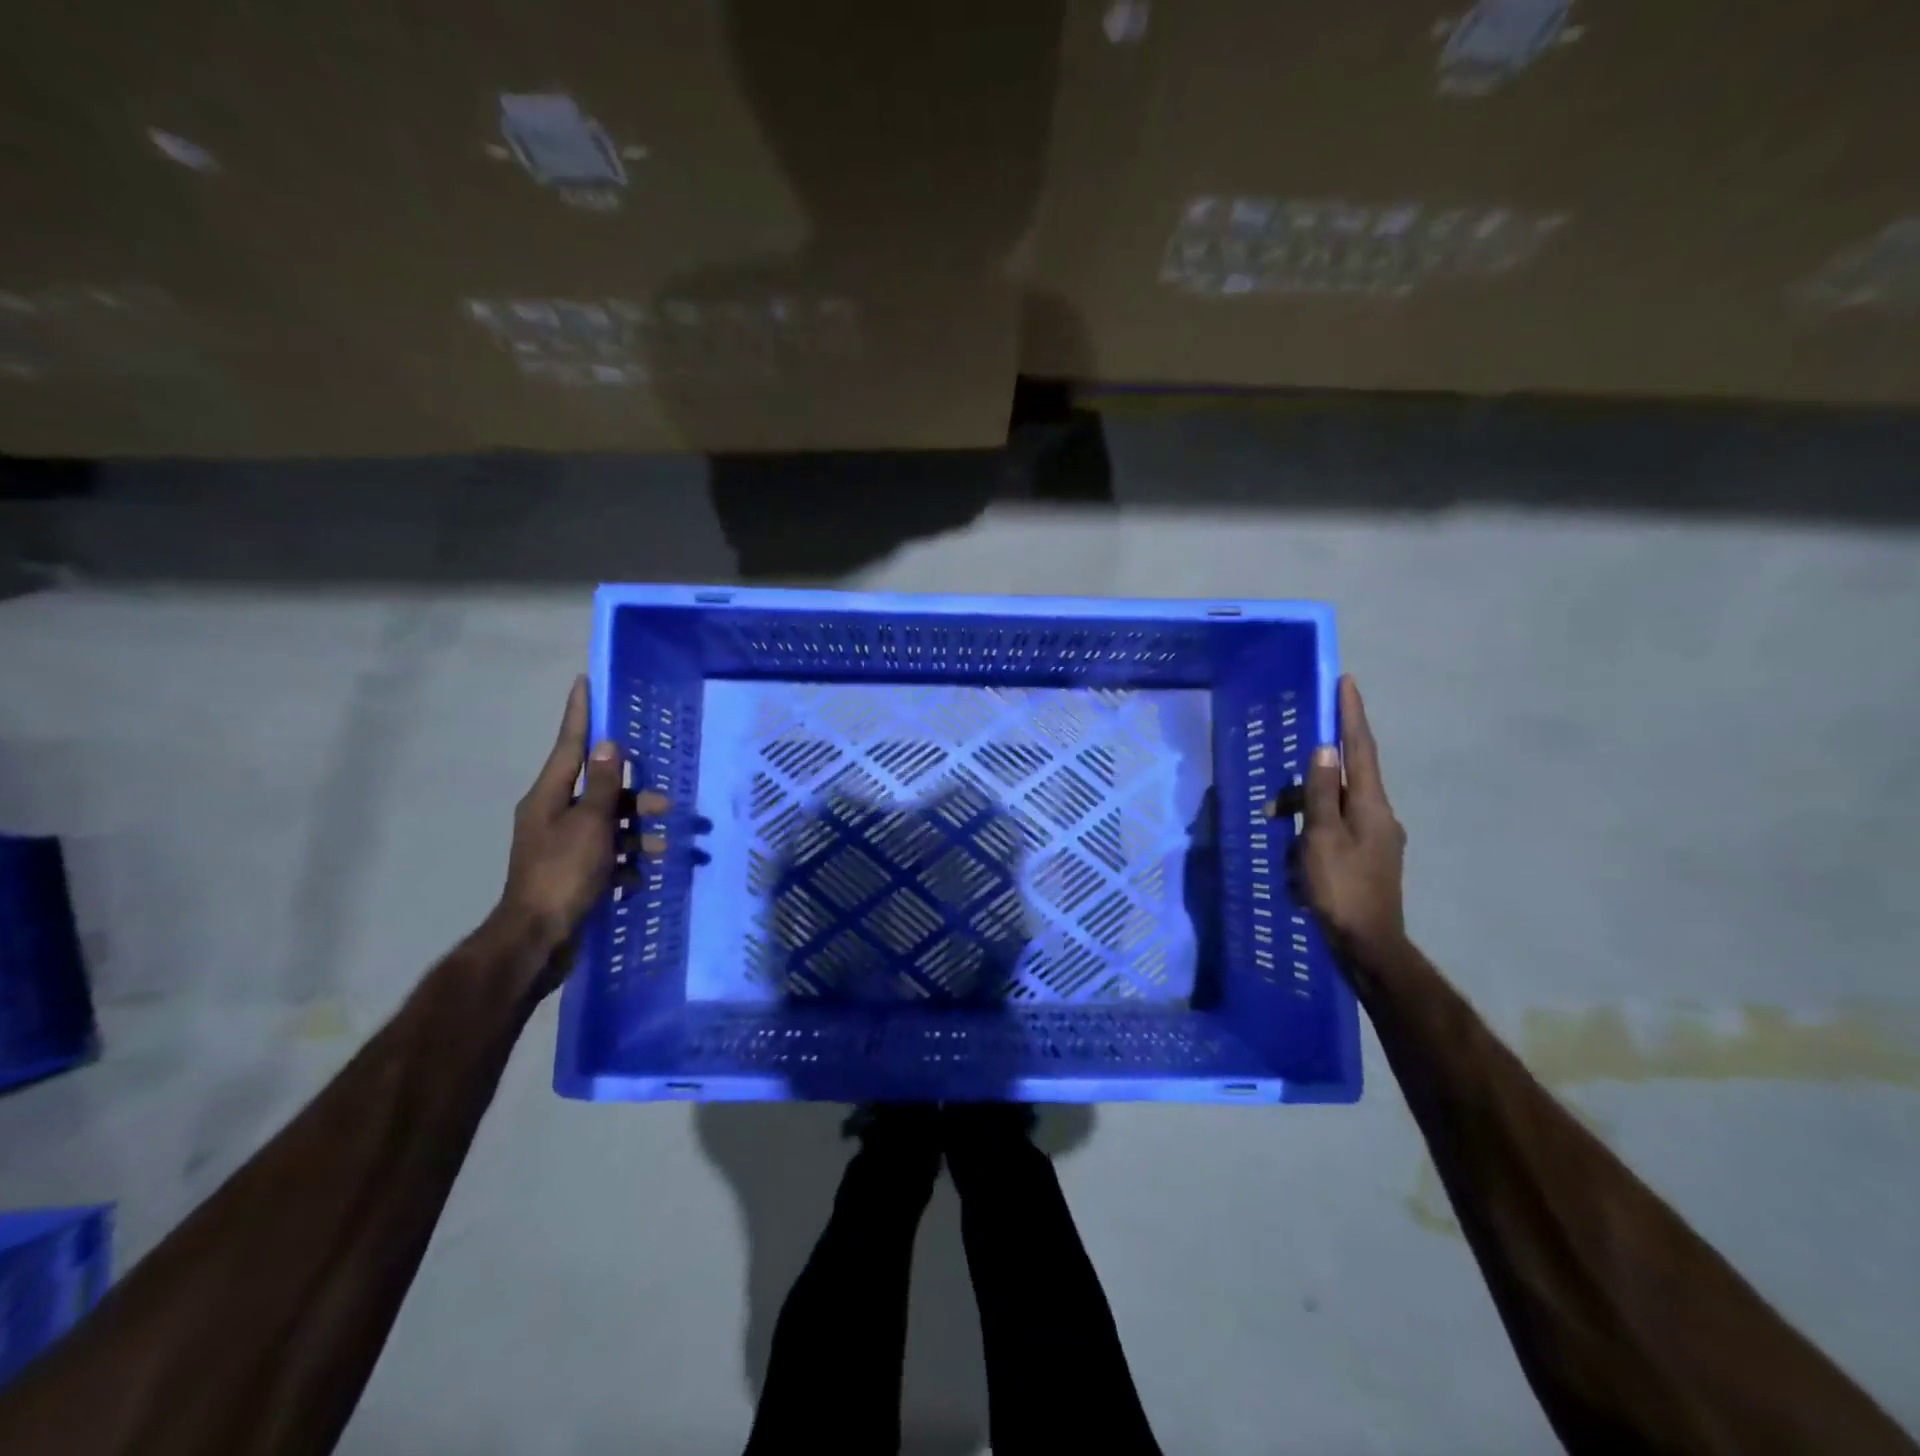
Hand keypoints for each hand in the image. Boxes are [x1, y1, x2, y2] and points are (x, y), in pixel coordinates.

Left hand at [496, 676, 666, 992]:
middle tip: (667, 803)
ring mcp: (564, 845)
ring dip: (638, 833)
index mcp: (549, 796)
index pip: (570, 745)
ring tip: (664, 847)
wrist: (538, 939)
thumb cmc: (563, 874)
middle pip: (601, 790)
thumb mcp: (591, 825)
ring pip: (610, 824)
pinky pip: (608, 855)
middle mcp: (554, 814)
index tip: (583, 681)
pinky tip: (639, 877)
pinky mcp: (575, 872)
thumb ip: (605, 785)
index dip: (580, 714)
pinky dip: (626, 862)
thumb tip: (611, 746)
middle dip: (636, 795)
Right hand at [1270, 675, 1406, 964]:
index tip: (1346, 682)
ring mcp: (1376, 838)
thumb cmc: (1341, 889)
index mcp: (1371, 806)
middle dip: (1308, 784)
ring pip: (1334, 809)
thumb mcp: (1321, 838)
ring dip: (1305, 817)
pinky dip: (1313, 836)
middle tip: (1276, 804)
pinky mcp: (1367, 858)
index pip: (1360, 749)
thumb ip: (1321, 793)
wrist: (1368, 945)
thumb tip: (1323, 749)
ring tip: (1280, 846)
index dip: (1351, 715)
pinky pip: (1335, 831)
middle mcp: (1380, 815)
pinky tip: (1296, 862)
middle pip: (1342, 781)